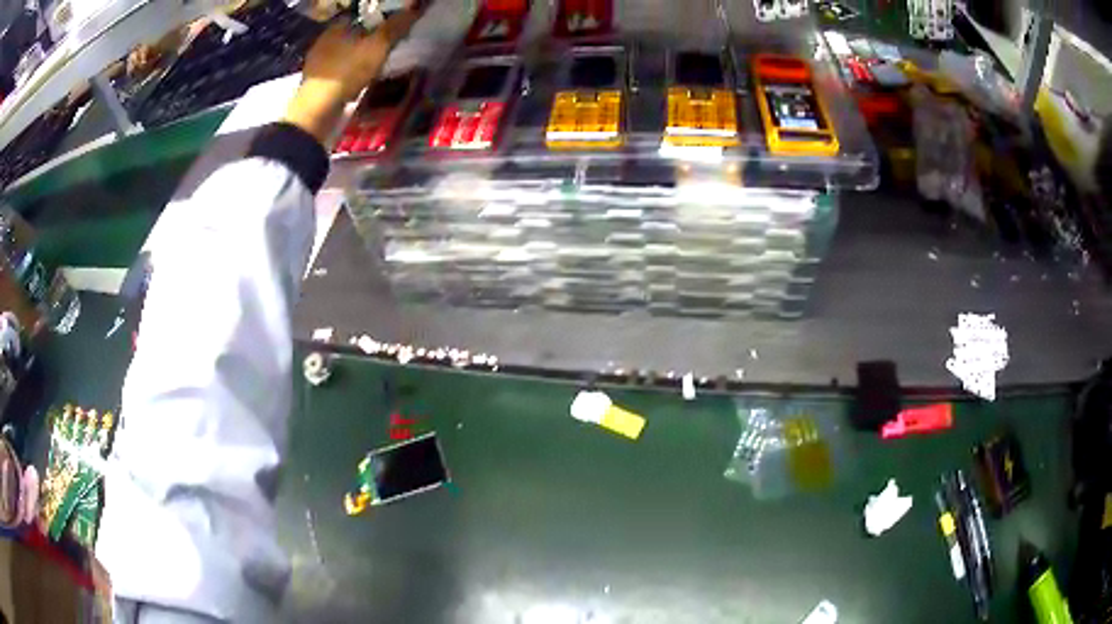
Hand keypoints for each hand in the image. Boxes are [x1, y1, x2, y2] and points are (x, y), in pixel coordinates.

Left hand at [284, 12, 419, 144]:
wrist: (317, 110)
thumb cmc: (347, 71)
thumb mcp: (378, 46)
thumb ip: (395, 26)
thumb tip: (414, 9)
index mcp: (335, 27)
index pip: (360, 14)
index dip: (377, 17)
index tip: (392, 25)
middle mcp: (323, 41)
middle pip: (352, 34)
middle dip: (369, 38)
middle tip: (388, 45)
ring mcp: (317, 63)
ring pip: (345, 53)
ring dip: (359, 57)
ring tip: (376, 64)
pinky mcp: (316, 83)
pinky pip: (339, 71)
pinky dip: (350, 73)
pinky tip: (360, 80)